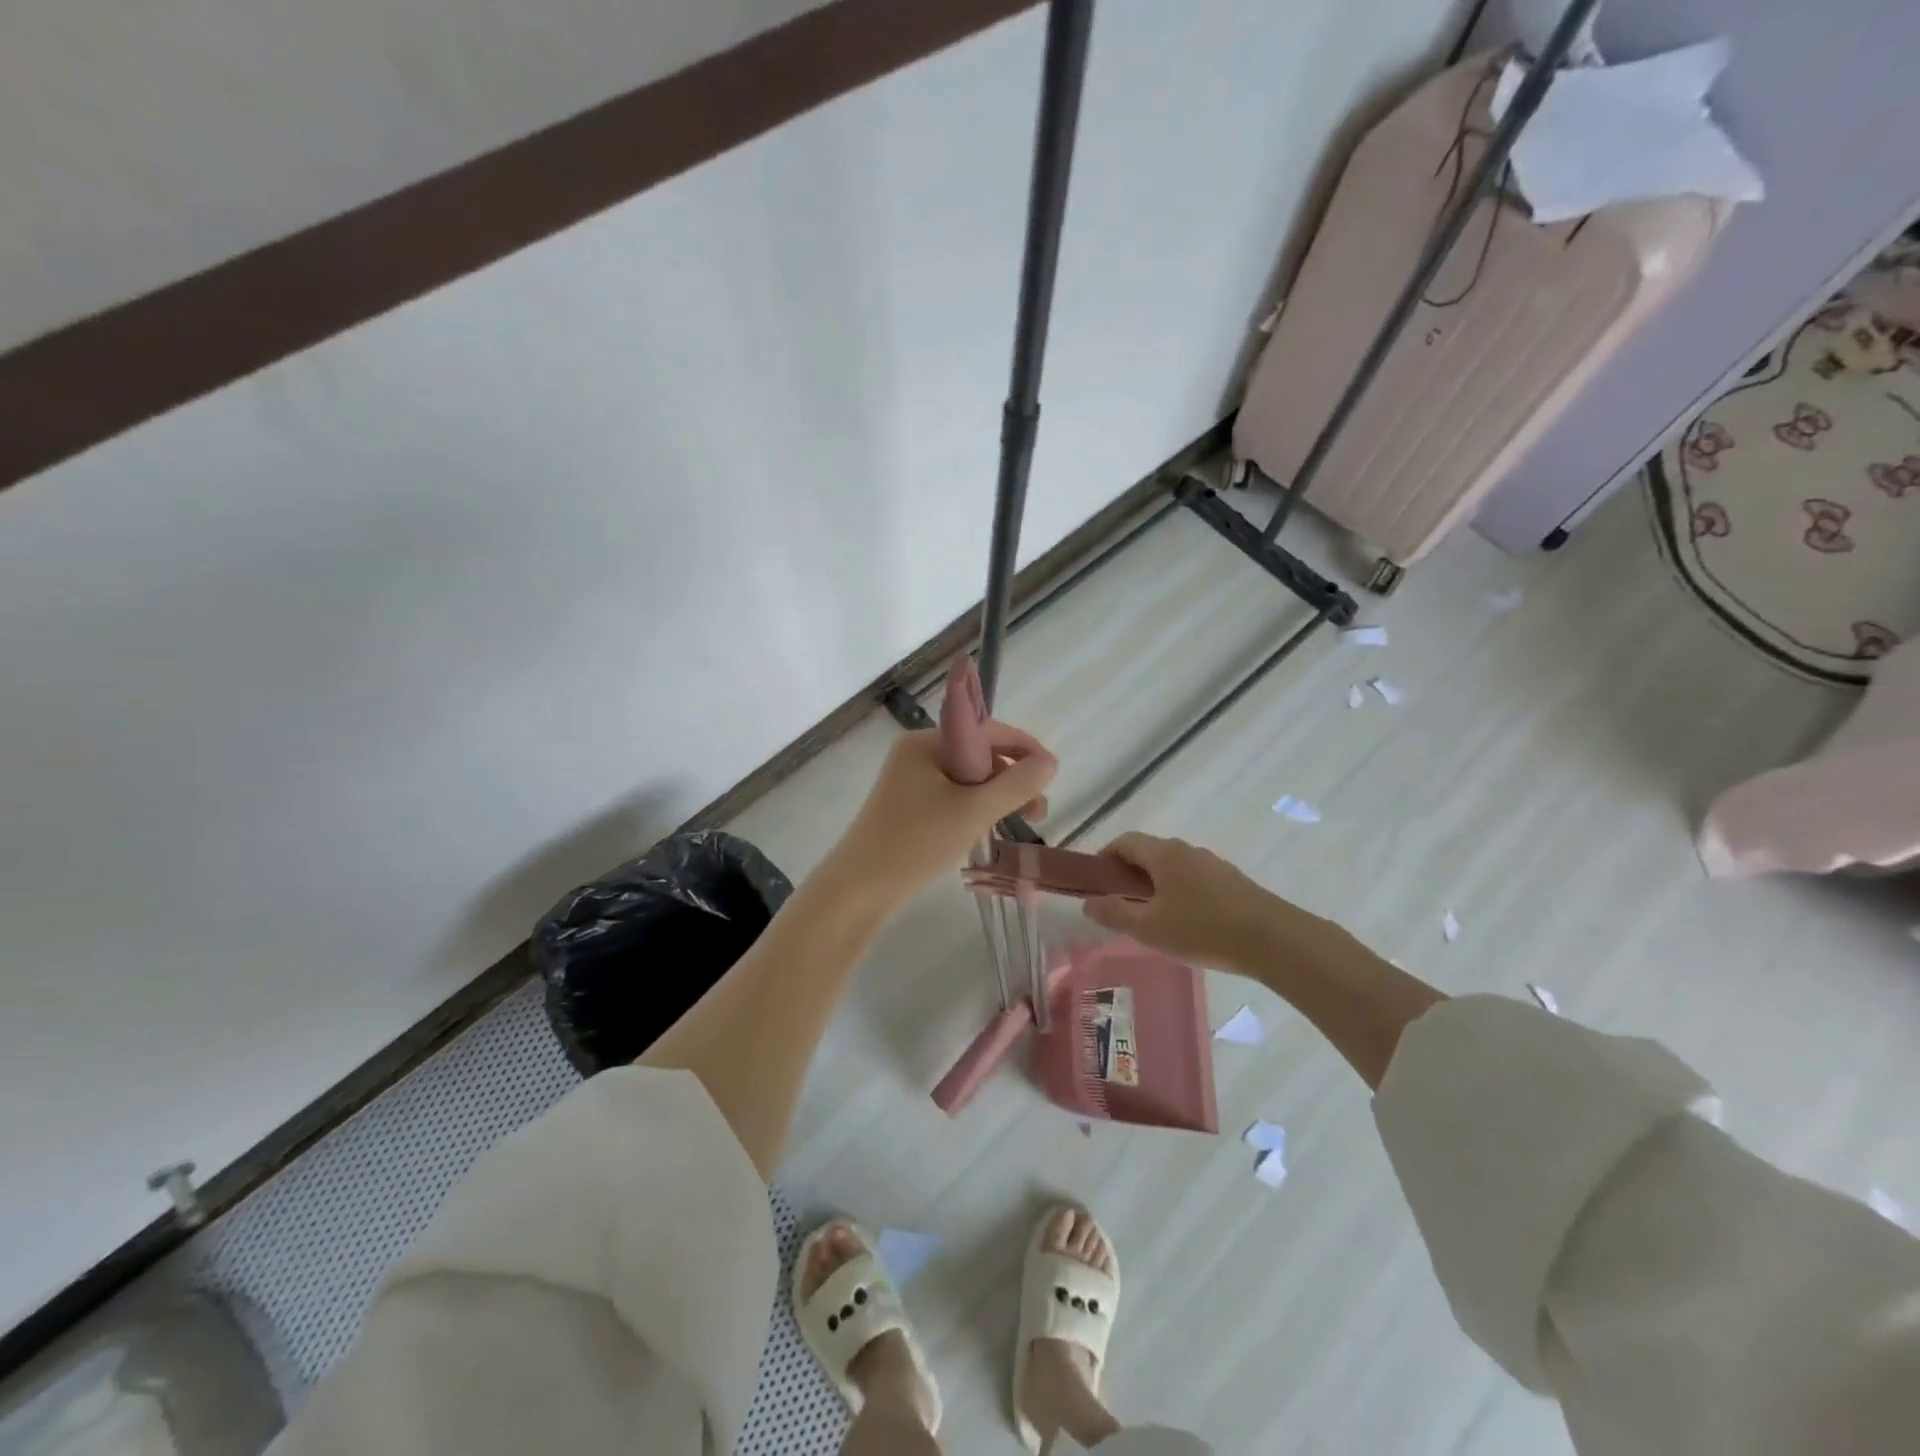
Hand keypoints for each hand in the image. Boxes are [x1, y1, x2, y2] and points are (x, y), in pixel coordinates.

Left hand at [824, 724, 1055, 909]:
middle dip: (1012, 777)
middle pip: (978, 754)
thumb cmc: (916, 842)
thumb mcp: (974, 811)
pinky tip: (988, 829)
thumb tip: (1050, 762)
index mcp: (926, 742)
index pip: (986, 730)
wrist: (859, 889)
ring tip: (1020, 823)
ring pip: (968, 779)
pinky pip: (952, 797)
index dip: (1023, 748)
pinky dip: (976, 808)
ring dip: (997, 796)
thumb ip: (1017, 784)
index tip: (1050, 775)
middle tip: (1037, 811)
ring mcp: (910, 781)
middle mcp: (917, 754)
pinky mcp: (909, 807)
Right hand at [1081, 832, 1296, 971]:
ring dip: (1155, 885)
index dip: (1104, 859)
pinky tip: (1186, 924)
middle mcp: (1186, 850)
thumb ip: (1115, 913)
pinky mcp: (1231, 880)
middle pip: (1148, 853)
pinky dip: (1179, 892)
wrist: (1273, 940)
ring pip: (1172, 867)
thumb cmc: (1203, 930)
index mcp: (1163, 854)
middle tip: (1122, 907)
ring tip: (1154, 919)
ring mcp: (1211, 863)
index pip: (1123, 841)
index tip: (1097, 885)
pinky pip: (1193, 879)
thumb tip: (1089, 901)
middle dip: (1129, 875)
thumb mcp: (1149, 928)